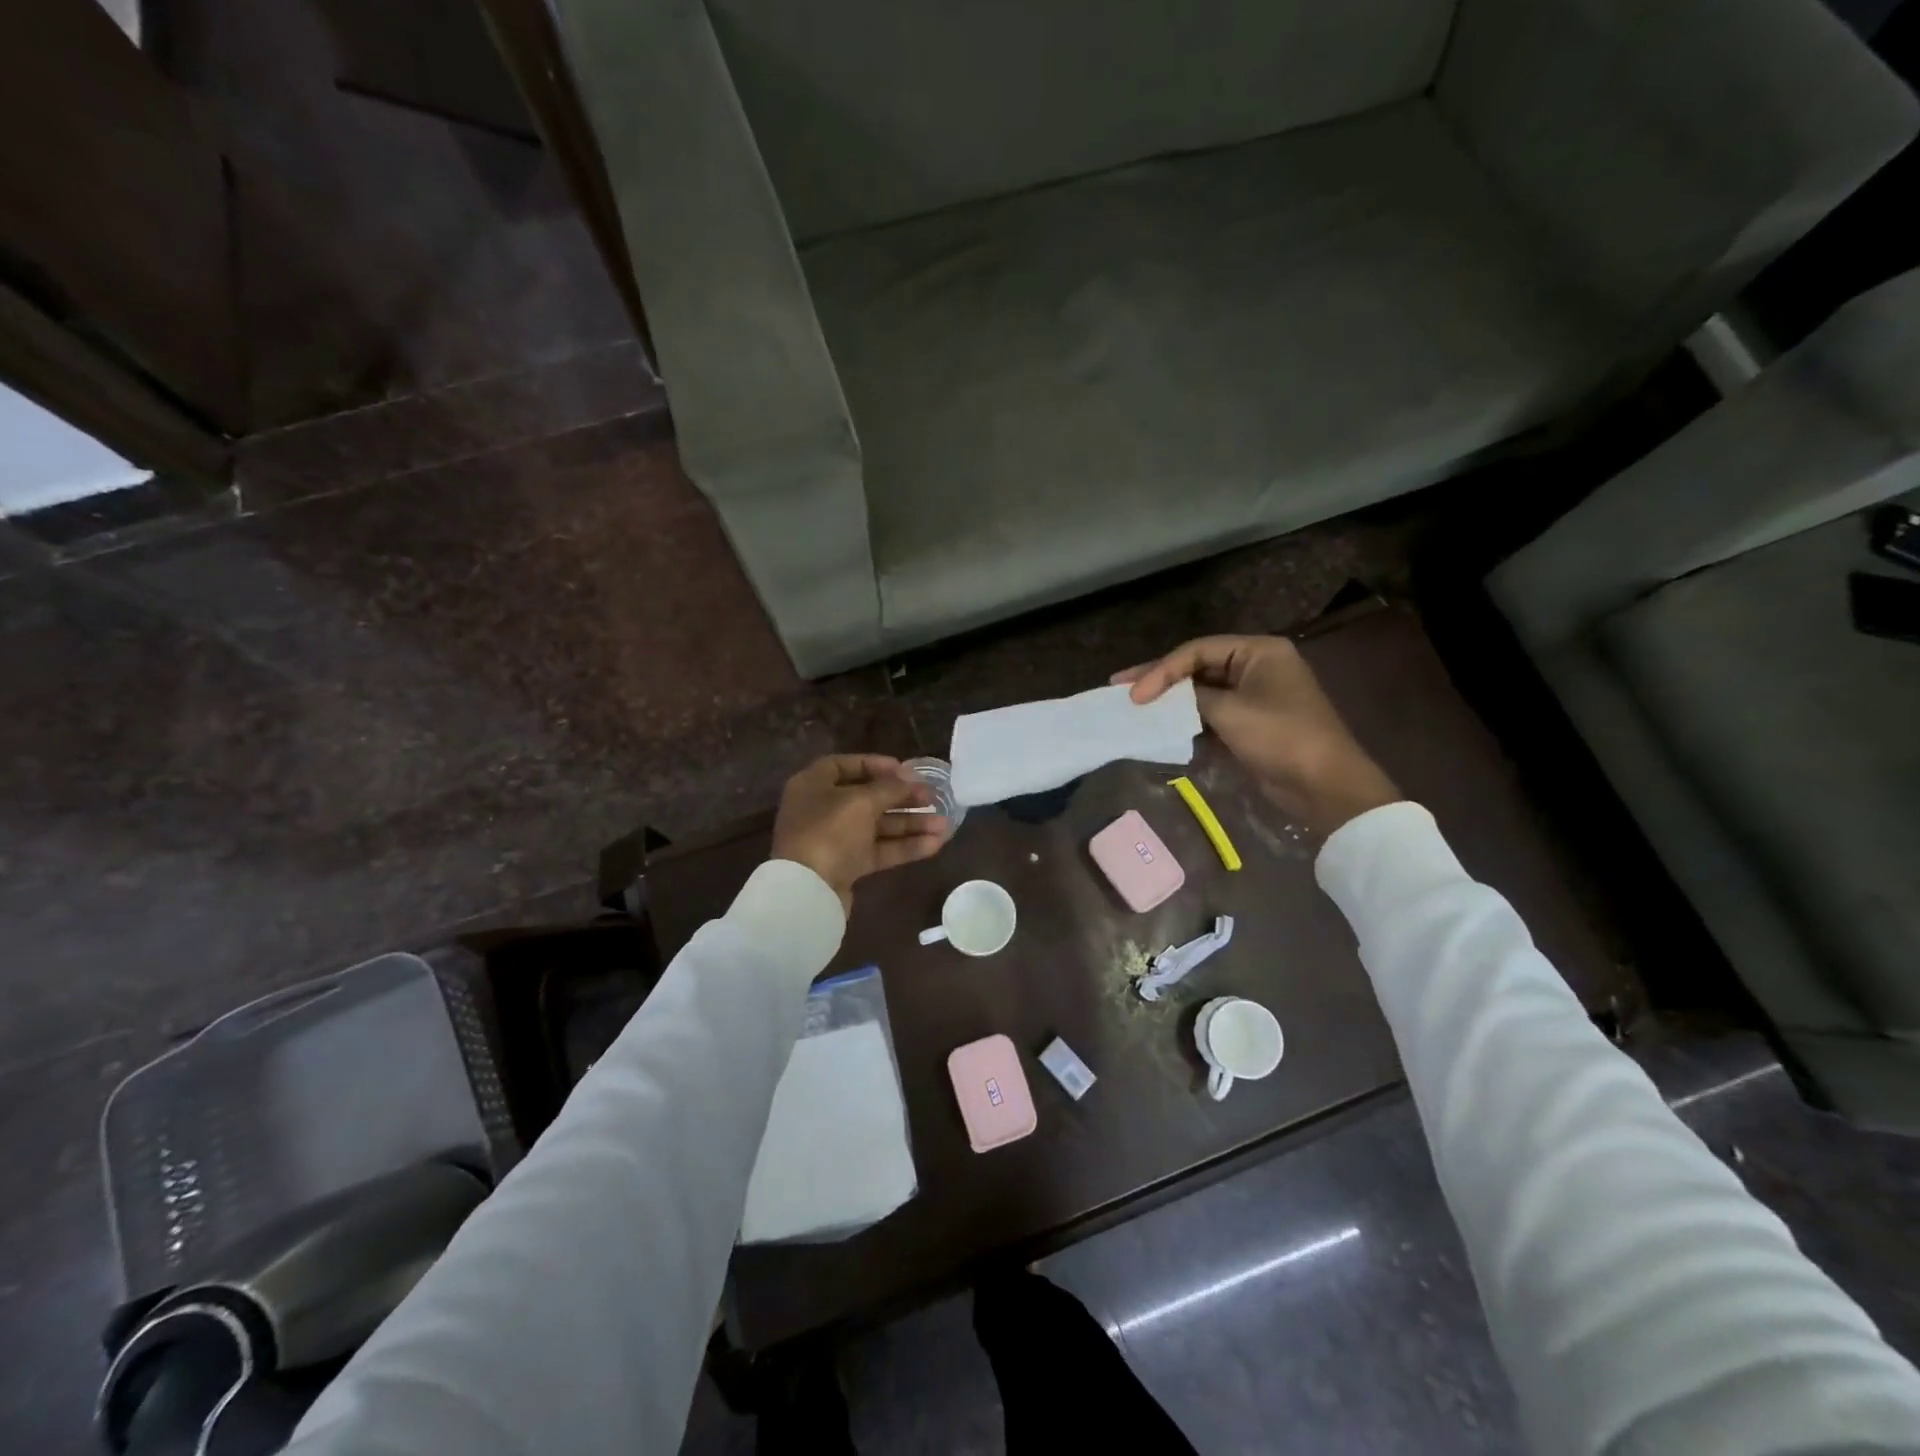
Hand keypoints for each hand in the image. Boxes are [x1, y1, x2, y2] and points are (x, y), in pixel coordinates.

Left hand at [771, 755, 945, 912]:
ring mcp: (835, 839)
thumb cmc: (829, 832)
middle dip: (903, 798)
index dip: (876, 765)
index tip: (905, 770)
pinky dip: (904, 846)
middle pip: (868, 797)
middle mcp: (822, 809)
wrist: (807, 891)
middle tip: (933, 798)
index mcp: (814, 785)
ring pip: (878, 826)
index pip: (845, 765)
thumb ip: (889, 788)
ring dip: (911, 824)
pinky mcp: (847, 865)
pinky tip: (935, 844)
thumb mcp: (862, 802)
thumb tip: (909, 778)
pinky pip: (879, 850)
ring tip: (944, 825)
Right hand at [1114, 635, 1399, 838]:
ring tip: (1134, 705)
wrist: (1324, 785)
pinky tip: (1161, 724)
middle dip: (1160, 679)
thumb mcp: (1230, 712)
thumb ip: (1192, 697)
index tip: (1134, 694)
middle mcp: (1256, 666)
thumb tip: (1163, 696)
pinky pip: (1211, 712)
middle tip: (1120, 687)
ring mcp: (1254, 695)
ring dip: (1171, 699)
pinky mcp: (1250, 722)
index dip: (1161, 670)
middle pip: (1198, 666)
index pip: (1197, 650)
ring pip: (1202, 690)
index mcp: (1259, 651)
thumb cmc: (1280, 738)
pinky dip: (1187, 717)